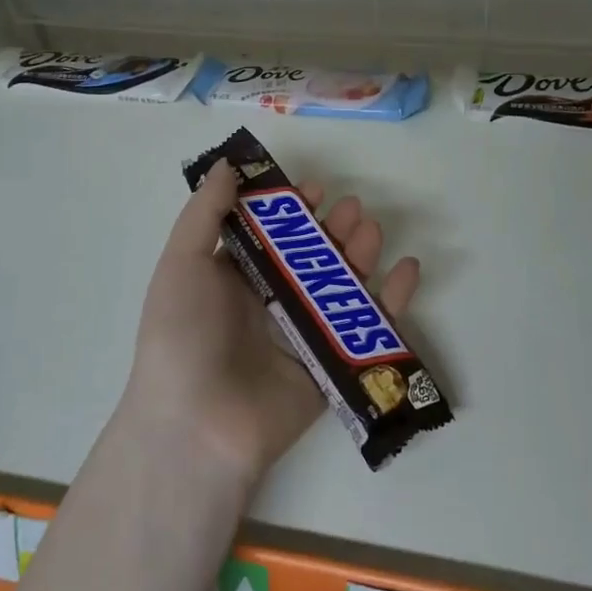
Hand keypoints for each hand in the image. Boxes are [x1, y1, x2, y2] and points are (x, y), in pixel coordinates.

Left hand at [127, 160, 420, 486]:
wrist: (197, 426)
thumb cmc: (183, 335)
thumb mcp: (182, 263)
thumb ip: (205, 212)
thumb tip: (227, 164)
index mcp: (233, 278)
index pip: (271, 234)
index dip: (291, 209)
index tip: (312, 190)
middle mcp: (269, 302)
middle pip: (312, 256)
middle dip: (333, 228)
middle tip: (351, 208)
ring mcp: (302, 334)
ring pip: (342, 285)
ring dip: (361, 253)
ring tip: (371, 230)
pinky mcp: (332, 365)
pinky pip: (368, 328)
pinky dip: (394, 299)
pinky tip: (408, 269)